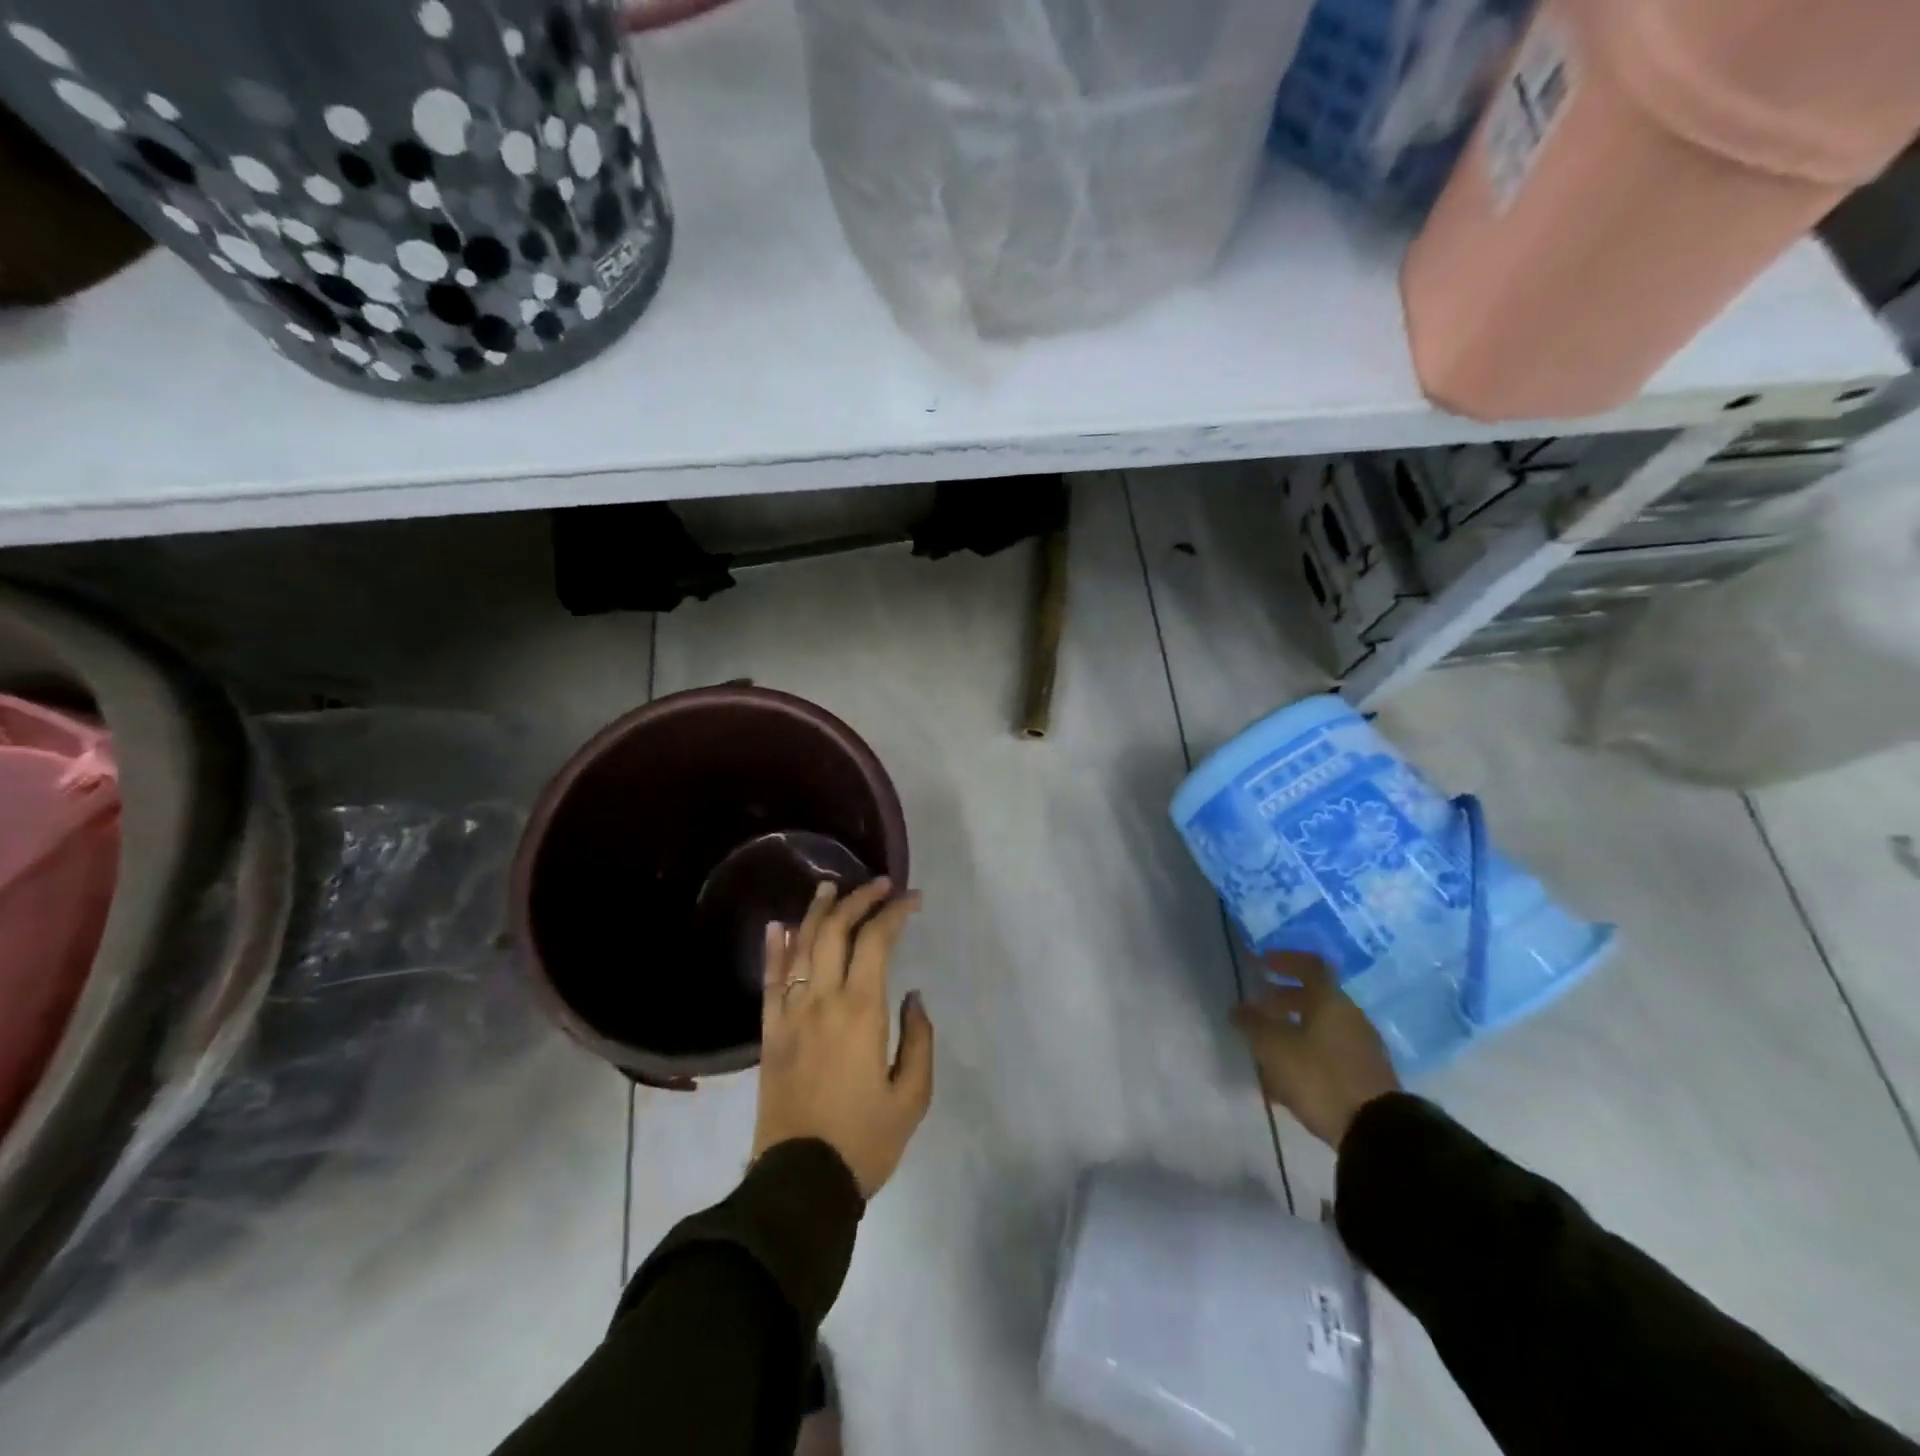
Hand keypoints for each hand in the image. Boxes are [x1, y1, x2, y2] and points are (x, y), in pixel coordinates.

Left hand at [752, 878, 934, 1197]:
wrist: (800, 1183)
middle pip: (835, 931)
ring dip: (817, 912)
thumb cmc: (864, 1141)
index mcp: (861, 1011)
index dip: (895, 912)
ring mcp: (790, 1014)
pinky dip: (775, 949)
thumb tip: (912, 996)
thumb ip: (919, 1039)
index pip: (876, 941)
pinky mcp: (769, 1033)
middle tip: (878, 885)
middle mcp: (822, 1000)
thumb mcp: (912, 1096)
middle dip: (858, 899)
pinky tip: (779, 926)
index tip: (912, 898)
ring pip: (801, 946)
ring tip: (830, 887)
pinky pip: (770, 980)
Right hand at [1230, 952, 1399, 1149]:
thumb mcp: (1275, 1049)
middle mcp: (1349, 1017)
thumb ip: (1254, 1024)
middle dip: (1281, 999)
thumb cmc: (1321, 1078)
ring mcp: (1360, 1047)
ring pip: (1319, 1027)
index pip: (1310, 965)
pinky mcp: (1363, 1075)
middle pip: (1314, 998)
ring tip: (1264, 1045)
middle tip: (1255, 1005)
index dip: (1284, 959)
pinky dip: (1304, 1053)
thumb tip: (1238, 1009)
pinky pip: (1327, 1052)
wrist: (1377, 1133)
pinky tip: (1283, 1076)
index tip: (1260, 963)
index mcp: (1330, 1002)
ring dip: (1291, 1028)